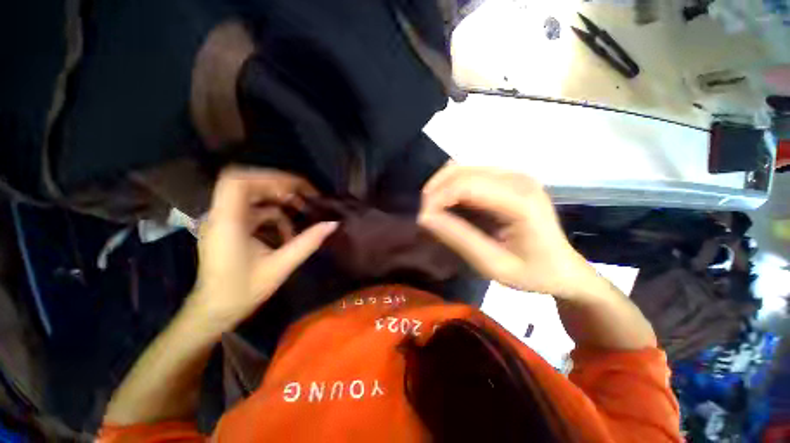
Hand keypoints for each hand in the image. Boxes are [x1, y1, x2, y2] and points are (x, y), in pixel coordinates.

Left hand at [186, 168, 336, 331]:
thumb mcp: (280, 266)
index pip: (238, 182)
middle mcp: (221, 215)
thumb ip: (308, 242)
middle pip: (247, 183)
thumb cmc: (243, 291)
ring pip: (252, 196)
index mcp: (227, 223)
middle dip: (279, 186)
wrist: (214, 311)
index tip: (297, 188)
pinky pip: (253, 210)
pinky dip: (273, 215)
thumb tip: (333, 224)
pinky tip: (287, 231)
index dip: (269, 177)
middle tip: (304, 196)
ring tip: (301, 211)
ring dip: (278, 201)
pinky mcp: (229, 226)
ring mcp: (224, 220)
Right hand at [418, 165, 595, 299]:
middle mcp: (516, 178)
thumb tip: (425, 218)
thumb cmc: (533, 273)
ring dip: (441, 188)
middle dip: (434, 191)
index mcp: (519, 200)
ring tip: (434, 212)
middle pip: (460, 171)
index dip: (436, 198)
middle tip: (426, 217)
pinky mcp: (506, 179)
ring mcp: (512, 175)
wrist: (563, 269)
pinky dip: (451, 189)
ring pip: (461, 169)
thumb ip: (459, 239)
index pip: (465, 185)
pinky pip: (469, 175)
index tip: (423, 221)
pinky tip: (449, 206)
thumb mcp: (494, 266)